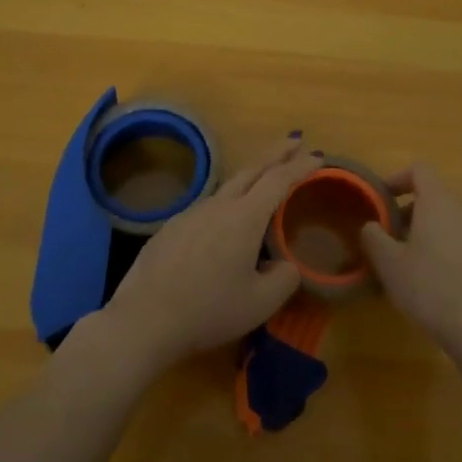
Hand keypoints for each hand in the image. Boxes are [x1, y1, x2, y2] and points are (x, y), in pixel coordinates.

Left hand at [100, 137, 317, 374]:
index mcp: (244, 217)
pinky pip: (208, 207)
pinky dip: (227, 202)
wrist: (143, 320)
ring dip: (250, 177)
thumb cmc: (208, 310)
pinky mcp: (171, 228)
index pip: (279, 180)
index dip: (301, 166)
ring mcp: (190, 214)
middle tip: (294, 141)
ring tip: (263, 180)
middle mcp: (218, 206)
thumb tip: (286, 264)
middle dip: (276, 153)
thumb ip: (285, 278)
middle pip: (252, 170)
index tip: (318, 156)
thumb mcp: (261, 303)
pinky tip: (225, 221)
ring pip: (228, 187)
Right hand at [360, 163, 461, 354]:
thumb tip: (371, 225)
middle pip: (433, 196)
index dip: (397, 179)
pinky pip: (459, 239)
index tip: (381, 201)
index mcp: (438, 202)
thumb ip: (374, 237)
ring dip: (424, 231)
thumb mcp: (389, 263)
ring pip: (446, 219)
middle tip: (388, 237)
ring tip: (405, 262)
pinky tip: (429, 280)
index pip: (419, 170)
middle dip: (407, 211)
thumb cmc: (429, 286)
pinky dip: (441, 247)